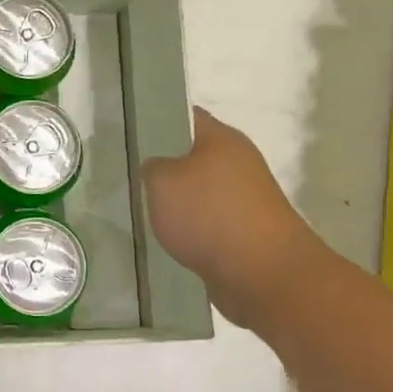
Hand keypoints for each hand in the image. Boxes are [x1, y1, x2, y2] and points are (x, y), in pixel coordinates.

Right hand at [143, 107, 321, 330]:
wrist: (264, 275)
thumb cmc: (210, 215)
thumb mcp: (162, 182)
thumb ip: (152, 167)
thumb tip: (156, 168)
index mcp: (222, 139)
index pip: (185, 116)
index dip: (156, 120)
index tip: (128, 134)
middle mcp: (238, 162)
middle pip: (192, 156)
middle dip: (163, 167)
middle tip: (128, 176)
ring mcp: (245, 198)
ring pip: (199, 192)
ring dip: (176, 202)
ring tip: (143, 212)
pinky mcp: (246, 231)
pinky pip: (208, 222)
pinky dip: (190, 229)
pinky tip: (168, 240)